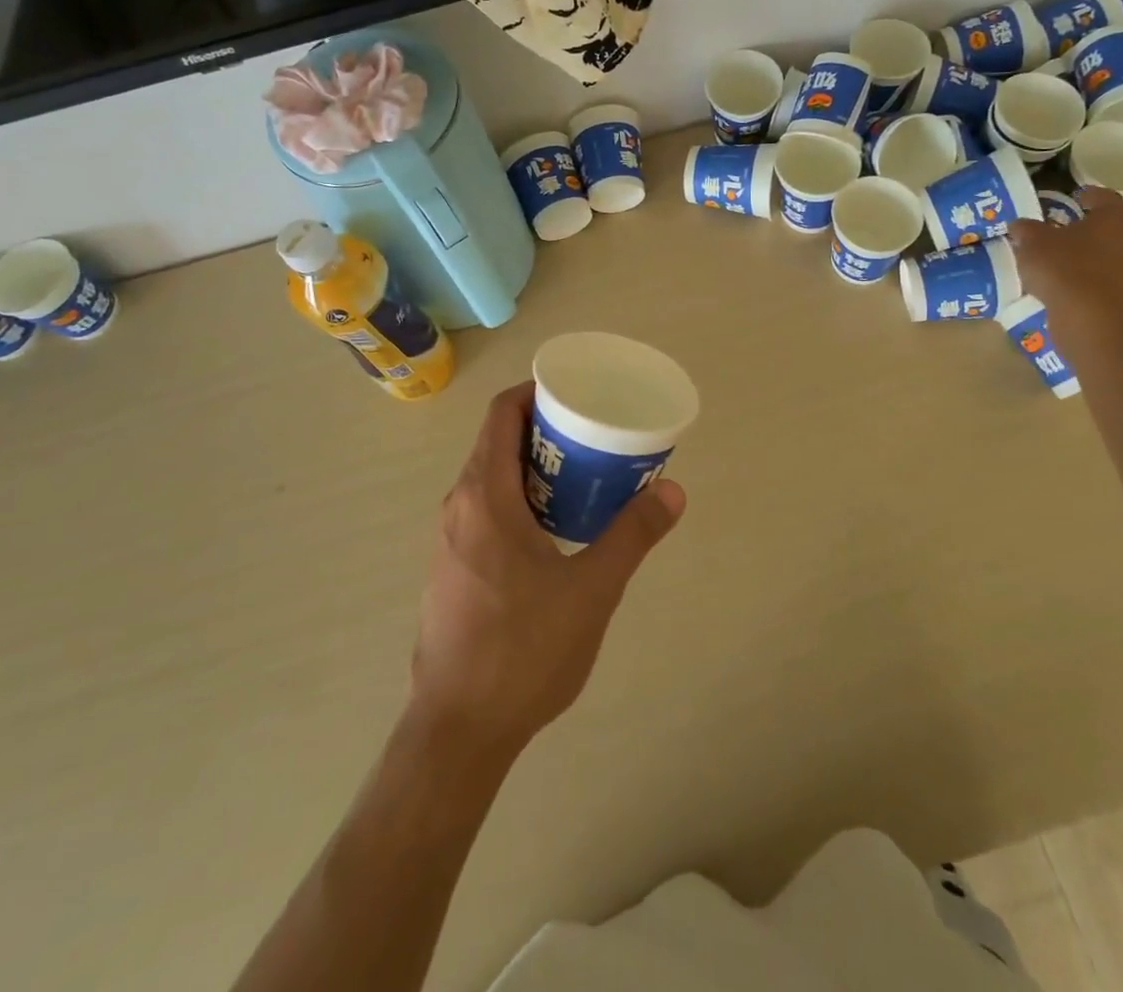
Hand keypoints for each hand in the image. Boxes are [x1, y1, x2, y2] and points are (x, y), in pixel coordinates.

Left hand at [409, 382, 684, 755]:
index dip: (536, 391)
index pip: (502, 413)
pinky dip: (519, 498)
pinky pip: (484, 509)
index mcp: (484, 496)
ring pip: (491, 478)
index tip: (577, 394)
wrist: (457, 731)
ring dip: (533, 467)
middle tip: (594, 435)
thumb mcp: (591, 589)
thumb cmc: (523, 650)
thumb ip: (632, 535)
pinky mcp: (451, 569)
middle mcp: (458, 506)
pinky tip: (554, 529)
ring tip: (582, 477)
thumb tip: (672, 490)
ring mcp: (450, 539)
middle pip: (498, 442)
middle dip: (545, 429)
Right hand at [1009, 186, 1122, 327]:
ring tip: (1065, 254)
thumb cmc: (1064, 268)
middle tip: (1070, 227)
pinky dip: (1092, 272)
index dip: (1084, 195)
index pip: (1102, 195)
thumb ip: (1026, 229)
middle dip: (1094, 224)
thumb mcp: (1032, 242)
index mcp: (1114, 215)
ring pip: (1113, 249)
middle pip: (1114, 223)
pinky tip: (1069, 278)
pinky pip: (1108, 273)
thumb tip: (1020, 225)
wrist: (1091, 319)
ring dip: (1094, 250)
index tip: (1072, 198)